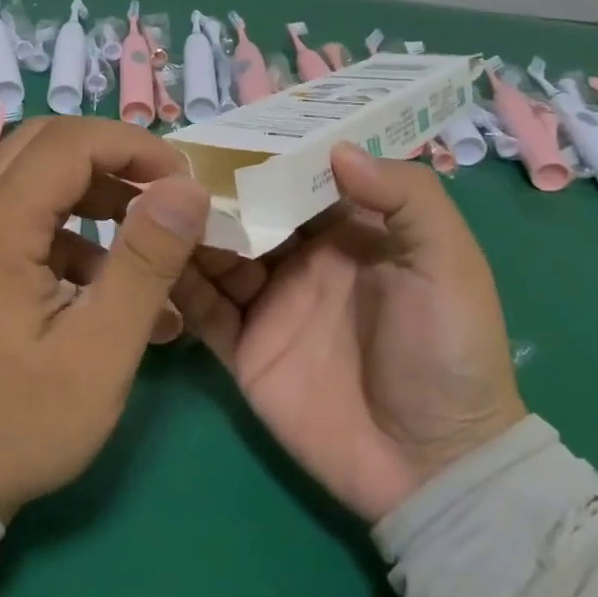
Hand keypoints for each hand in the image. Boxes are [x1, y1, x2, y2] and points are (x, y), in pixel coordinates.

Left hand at [0, 118, 210, 522]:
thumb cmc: (21, 421)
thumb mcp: (100, 350)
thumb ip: (145, 263)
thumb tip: (186, 190)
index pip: (68, 143)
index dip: (132, 147)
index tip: (182, 181)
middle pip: (45, 145)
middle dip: (111, 156)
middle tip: (161, 190)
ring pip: (34, 177)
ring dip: (93, 189)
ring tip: (145, 231)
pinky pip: (26, 219)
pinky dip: (73, 229)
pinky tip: (107, 281)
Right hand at [177, 143, 524, 522]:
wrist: (432, 466)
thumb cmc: (448, 353)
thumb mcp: (449, 265)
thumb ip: (407, 198)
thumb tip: (336, 147)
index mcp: (346, 232)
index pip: (294, 179)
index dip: (262, 154)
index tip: (220, 129)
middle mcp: (301, 260)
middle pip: (247, 212)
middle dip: (212, 189)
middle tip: (165, 163)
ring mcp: (268, 304)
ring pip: (215, 254)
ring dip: (187, 230)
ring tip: (148, 203)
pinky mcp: (243, 347)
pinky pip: (202, 308)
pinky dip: (176, 282)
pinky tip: (148, 256)